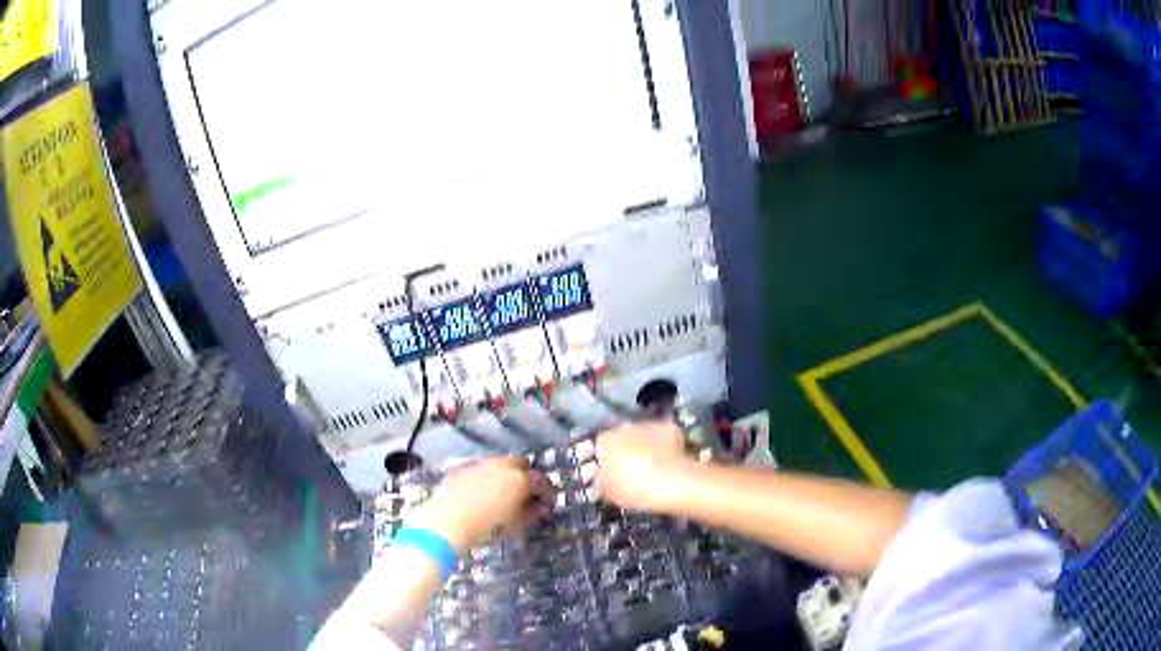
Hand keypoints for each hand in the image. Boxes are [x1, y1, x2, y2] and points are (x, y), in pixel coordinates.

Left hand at [408, 457, 550, 552]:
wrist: (447, 521)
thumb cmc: (487, 527)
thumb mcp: (515, 524)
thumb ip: (531, 513)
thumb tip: (539, 507)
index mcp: (520, 479)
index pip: (541, 481)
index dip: (547, 493)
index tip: (546, 504)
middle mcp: (502, 465)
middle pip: (521, 463)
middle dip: (526, 475)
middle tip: (525, 493)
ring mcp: (480, 464)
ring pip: (500, 463)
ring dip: (506, 474)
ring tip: (503, 492)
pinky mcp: (463, 468)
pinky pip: (481, 469)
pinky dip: (487, 477)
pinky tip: (482, 492)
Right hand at [595, 422, 693, 512]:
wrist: (673, 484)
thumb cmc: (634, 490)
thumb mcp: (608, 493)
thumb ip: (600, 482)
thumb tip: (601, 479)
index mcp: (605, 441)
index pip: (598, 446)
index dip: (603, 460)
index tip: (608, 473)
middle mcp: (624, 427)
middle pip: (620, 437)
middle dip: (623, 450)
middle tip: (629, 470)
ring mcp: (648, 425)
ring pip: (641, 434)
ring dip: (643, 445)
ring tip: (650, 466)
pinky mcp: (669, 428)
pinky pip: (661, 436)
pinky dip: (663, 444)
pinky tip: (667, 460)